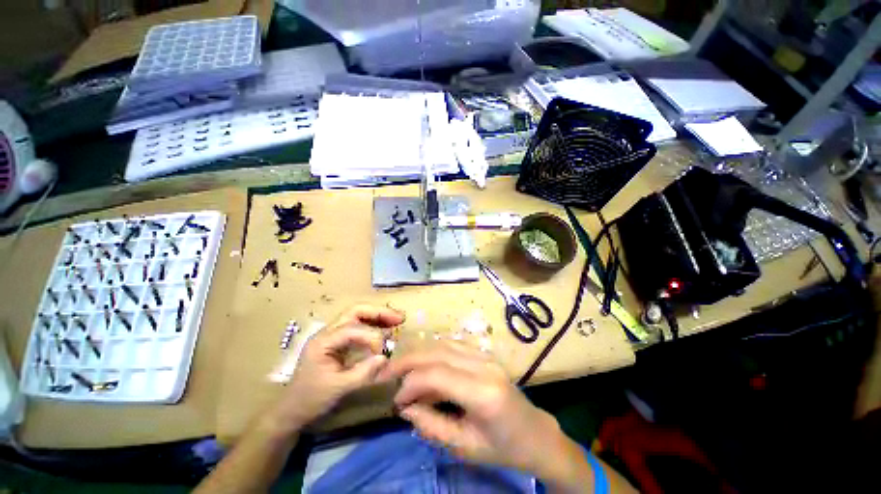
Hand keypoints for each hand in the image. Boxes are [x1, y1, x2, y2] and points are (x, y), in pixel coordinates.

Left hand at [267, 305, 404, 432]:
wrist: (291, 410)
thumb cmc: (310, 400)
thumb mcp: (337, 389)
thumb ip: (362, 373)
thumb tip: (385, 358)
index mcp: (323, 341)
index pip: (351, 329)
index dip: (371, 336)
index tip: (384, 351)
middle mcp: (327, 332)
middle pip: (355, 311)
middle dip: (378, 313)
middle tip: (399, 318)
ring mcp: (332, 335)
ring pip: (357, 315)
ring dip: (378, 316)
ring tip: (396, 320)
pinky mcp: (337, 341)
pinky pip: (357, 326)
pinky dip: (373, 325)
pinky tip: (385, 329)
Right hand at [377, 341, 566, 475]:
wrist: (535, 433)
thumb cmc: (503, 448)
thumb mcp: (464, 447)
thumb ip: (431, 425)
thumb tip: (405, 407)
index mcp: (483, 392)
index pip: (437, 375)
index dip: (410, 384)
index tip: (396, 401)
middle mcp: (484, 365)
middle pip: (438, 352)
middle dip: (408, 361)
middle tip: (386, 374)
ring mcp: (486, 356)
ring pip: (444, 344)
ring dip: (419, 354)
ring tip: (401, 368)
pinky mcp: (485, 354)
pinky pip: (453, 345)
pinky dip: (433, 352)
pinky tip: (423, 363)